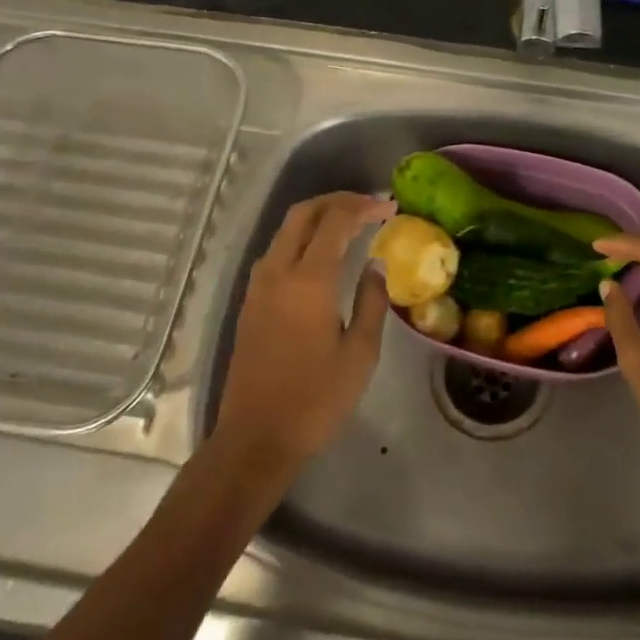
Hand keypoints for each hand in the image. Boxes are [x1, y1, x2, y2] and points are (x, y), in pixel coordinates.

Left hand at [216, 192, 395, 468]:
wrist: (256, 438)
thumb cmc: (316, 399)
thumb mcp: (360, 353)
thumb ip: (371, 301)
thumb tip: (375, 264)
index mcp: (309, 280)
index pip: (336, 221)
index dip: (364, 207)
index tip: (390, 207)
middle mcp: (278, 272)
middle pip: (303, 214)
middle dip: (337, 201)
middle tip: (369, 206)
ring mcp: (258, 286)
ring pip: (285, 231)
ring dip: (317, 217)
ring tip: (350, 224)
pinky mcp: (250, 303)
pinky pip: (276, 252)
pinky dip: (301, 238)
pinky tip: (321, 255)